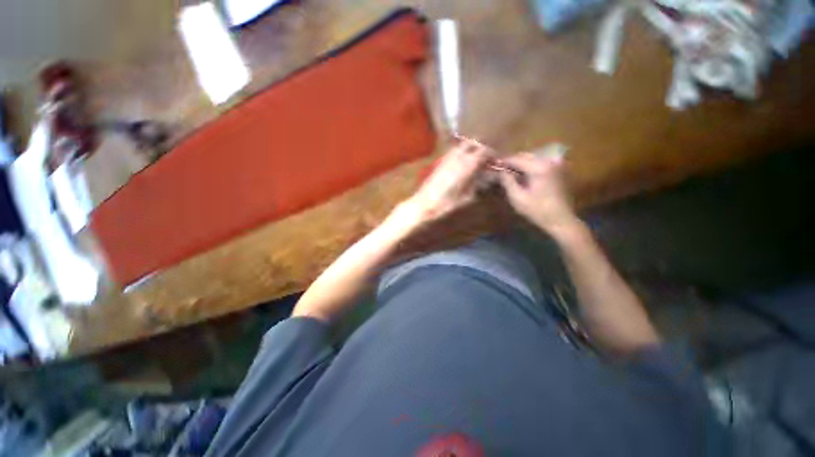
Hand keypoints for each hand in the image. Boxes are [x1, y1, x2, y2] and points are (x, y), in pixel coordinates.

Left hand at [403, 138, 490, 224]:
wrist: (423, 205)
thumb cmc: (447, 205)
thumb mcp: (467, 198)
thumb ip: (479, 185)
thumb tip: (488, 178)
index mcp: (467, 165)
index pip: (484, 151)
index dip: (492, 154)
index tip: (496, 161)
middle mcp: (457, 157)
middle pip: (473, 143)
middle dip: (481, 148)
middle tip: (485, 158)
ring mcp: (446, 159)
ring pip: (461, 146)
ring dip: (470, 149)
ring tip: (474, 160)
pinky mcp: (438, 163)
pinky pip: (452, 152)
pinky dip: (459, 154)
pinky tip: (461, 165)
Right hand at [499, 152, 578, 236]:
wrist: (561, 219)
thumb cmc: (537, 210)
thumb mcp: (517, 198)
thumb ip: (507, 181)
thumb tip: (500, 171)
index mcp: (539, 167)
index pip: (516, 159)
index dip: (503, 161)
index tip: (493, 165)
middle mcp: (549, 161)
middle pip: (525, 156)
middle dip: (512, 161)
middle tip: (500, 169)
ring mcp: (556, 164)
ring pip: (533, 158)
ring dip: (521, 164)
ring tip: (510, 172)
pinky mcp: (559, 170)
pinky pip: (541, 163)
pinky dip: (530, 166)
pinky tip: (523, 175)